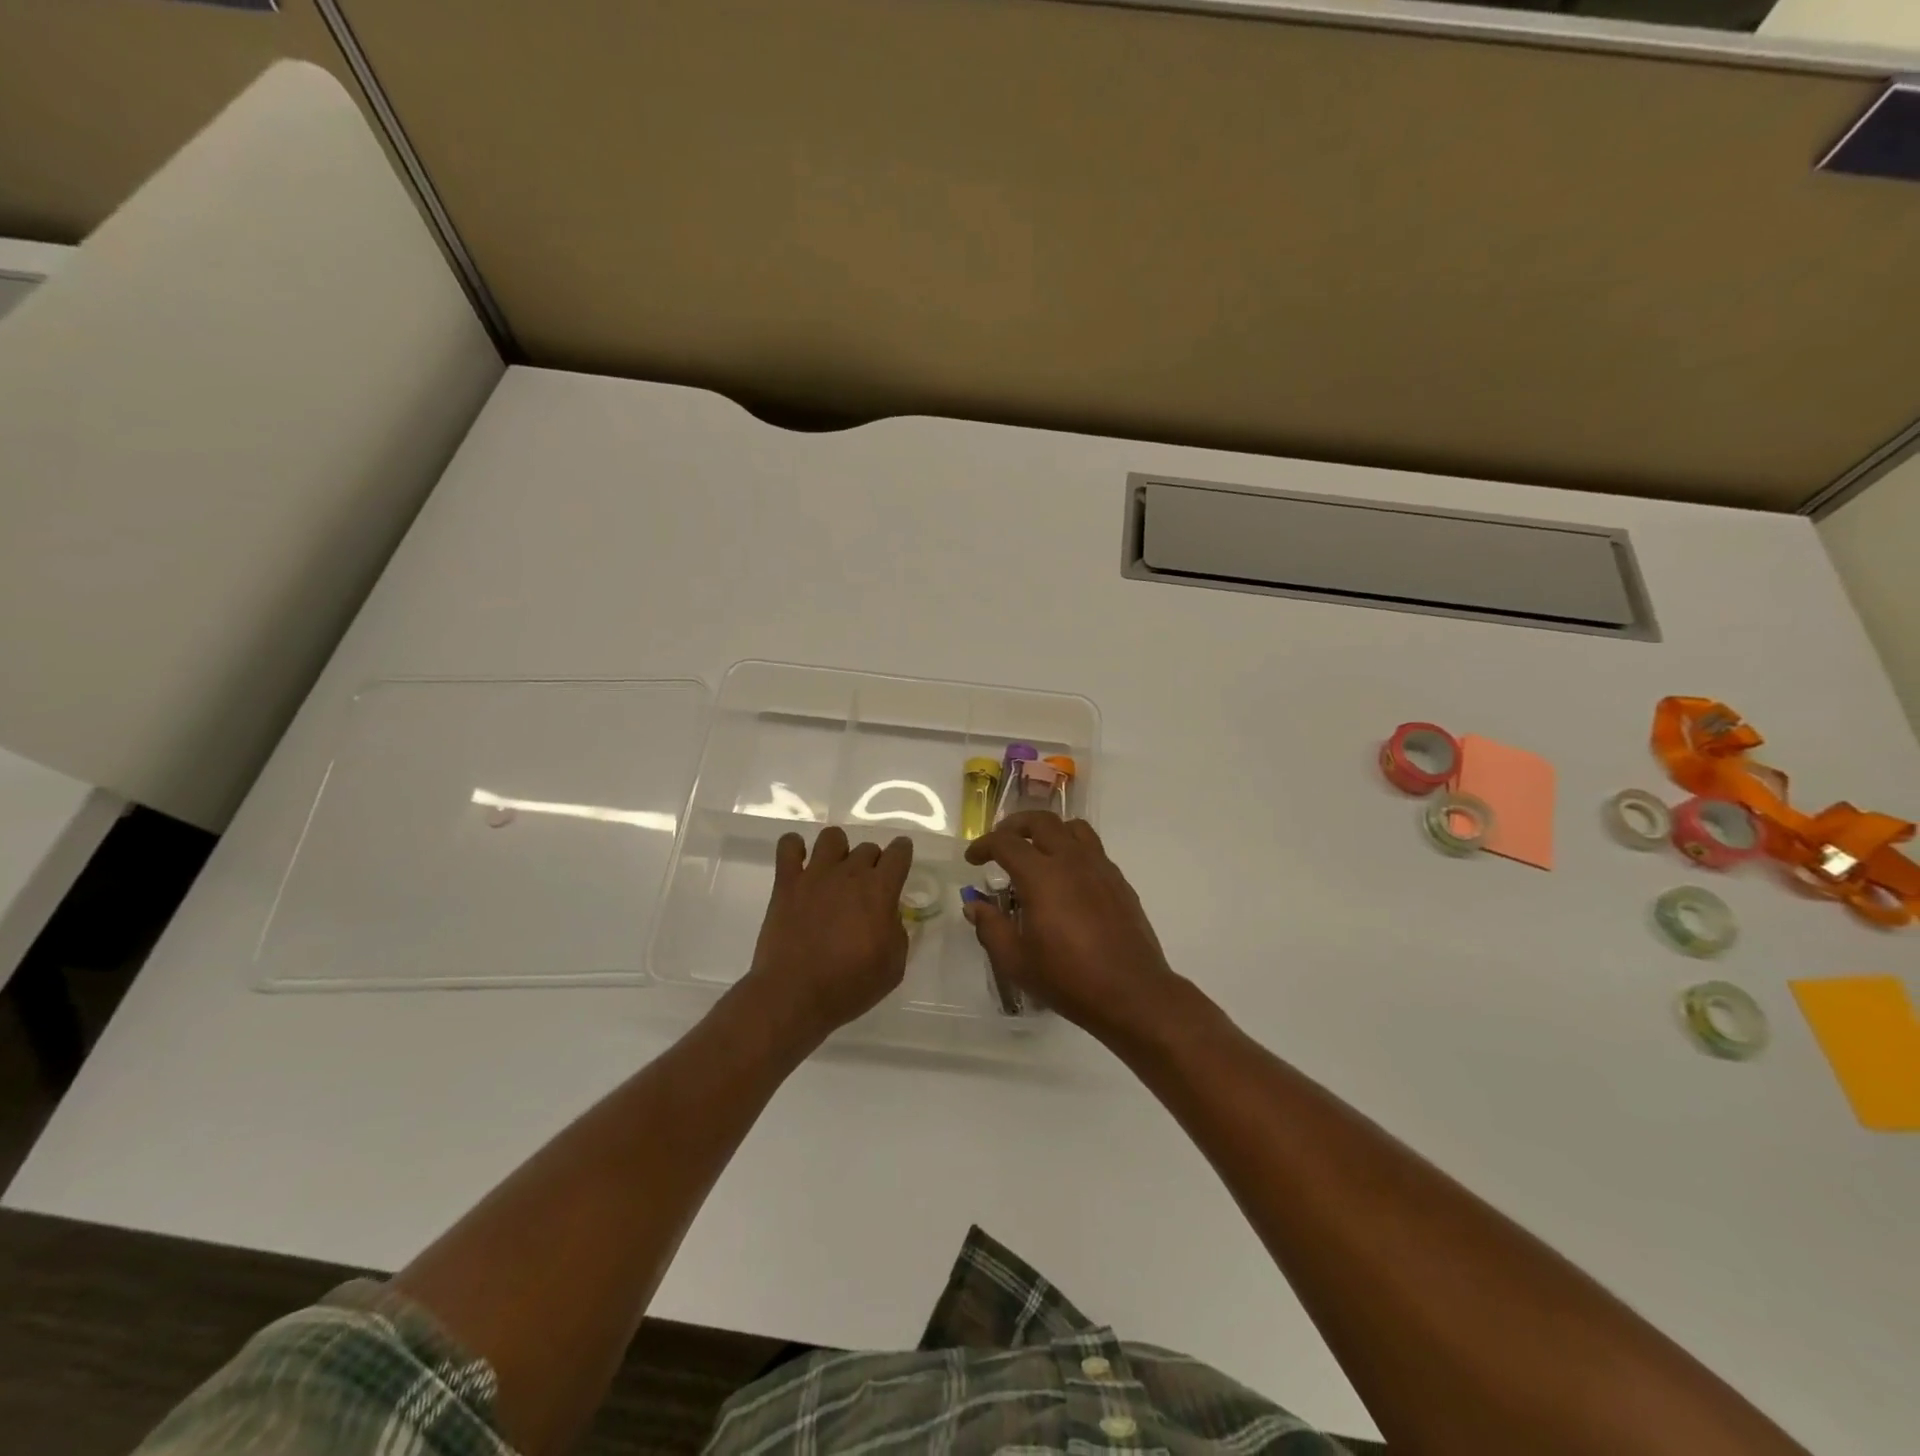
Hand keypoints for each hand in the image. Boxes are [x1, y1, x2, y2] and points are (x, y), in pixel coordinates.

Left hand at [744, 825, 913, 1043]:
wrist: (794, 996)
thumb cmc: (849, 986)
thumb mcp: (893, 966)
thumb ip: (897, 932)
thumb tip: (888, 915)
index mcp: (880, 890)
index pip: (898, 853)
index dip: (902, 853)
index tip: (900, 860)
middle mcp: (850, 873)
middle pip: (867, 847)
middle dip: (872, 862)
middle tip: (865, 887)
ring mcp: (815, 875)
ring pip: (832, 837)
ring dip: (838, 850)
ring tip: (834, 871)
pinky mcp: (786, 883)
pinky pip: (788, 847)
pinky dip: (794, 848)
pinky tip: (798, 862)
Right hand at [963, 811, 1186, 1045]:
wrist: (1131, 993)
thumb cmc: (1067, 978)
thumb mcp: (1015, 961)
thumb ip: (990, 927)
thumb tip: (974, 904)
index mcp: (1042, 876)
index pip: (1006, 843)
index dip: (984, 845)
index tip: (972, 859)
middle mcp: (1071, 861)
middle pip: (1041, 821)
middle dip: (1015, 826)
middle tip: (1001, 843)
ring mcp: (1100, 868)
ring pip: (1072, 828)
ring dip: (1049, 831)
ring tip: (1037, 850)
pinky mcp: (1118, 881)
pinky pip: (1093, 849)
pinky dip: (1072, 849)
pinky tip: (1066, 878)